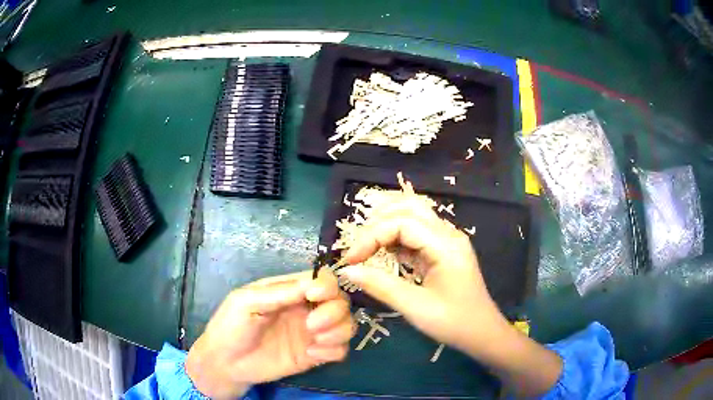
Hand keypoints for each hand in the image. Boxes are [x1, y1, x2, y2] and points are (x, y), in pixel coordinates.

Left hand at [185, 270, 354, 399]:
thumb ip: (278, 293)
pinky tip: (312, 355)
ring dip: (338, 331)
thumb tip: (312, 284)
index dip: (326, 285)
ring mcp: (312, 333)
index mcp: (289, 291)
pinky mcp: (315, 355)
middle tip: (311, 325)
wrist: (226, 364)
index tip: (314, 296)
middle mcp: (305, 309)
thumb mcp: (246, 302)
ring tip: (315, 341)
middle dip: (333, 311)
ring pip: (347, 324)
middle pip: (340, 301)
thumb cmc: (231, 326)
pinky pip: (341, 350)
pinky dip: (334, 350)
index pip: (322, 279)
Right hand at [340, 198, 561, 396]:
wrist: (481, 333)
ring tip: (365, 247)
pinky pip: (416, 234)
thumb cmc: (453, 322)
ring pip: (412, 216)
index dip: (371, 236)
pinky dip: (395, 239)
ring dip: (386, 227)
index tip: (351, 259)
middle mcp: (448, 235)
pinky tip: (382, 253)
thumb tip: (347, 270)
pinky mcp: (442, 250)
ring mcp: (447, 241)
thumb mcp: (415, 307)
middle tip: (358, 249)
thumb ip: (380, 286)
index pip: (402, 223)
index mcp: (446, 245)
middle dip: (378, 224)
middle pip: (409, 208)